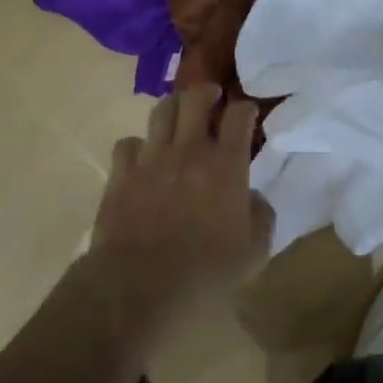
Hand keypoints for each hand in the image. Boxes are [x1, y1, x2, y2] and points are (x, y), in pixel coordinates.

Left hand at [86, 84, 274, 326]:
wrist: (139, 290)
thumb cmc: (205, 274)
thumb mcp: (254, 253)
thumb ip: (260, 216)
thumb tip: (252, 196)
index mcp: (226, 165)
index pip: (239, 116)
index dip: (245, 108)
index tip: (247, 113)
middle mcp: (189, 150)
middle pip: (195, 98)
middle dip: (206, 92)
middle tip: (211, 98)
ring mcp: (151, 159)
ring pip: (161, 111)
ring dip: (173, 109)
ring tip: (178, 117)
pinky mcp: (121, 175)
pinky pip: (127, 144)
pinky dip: (136, 146)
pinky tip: (141, 158)